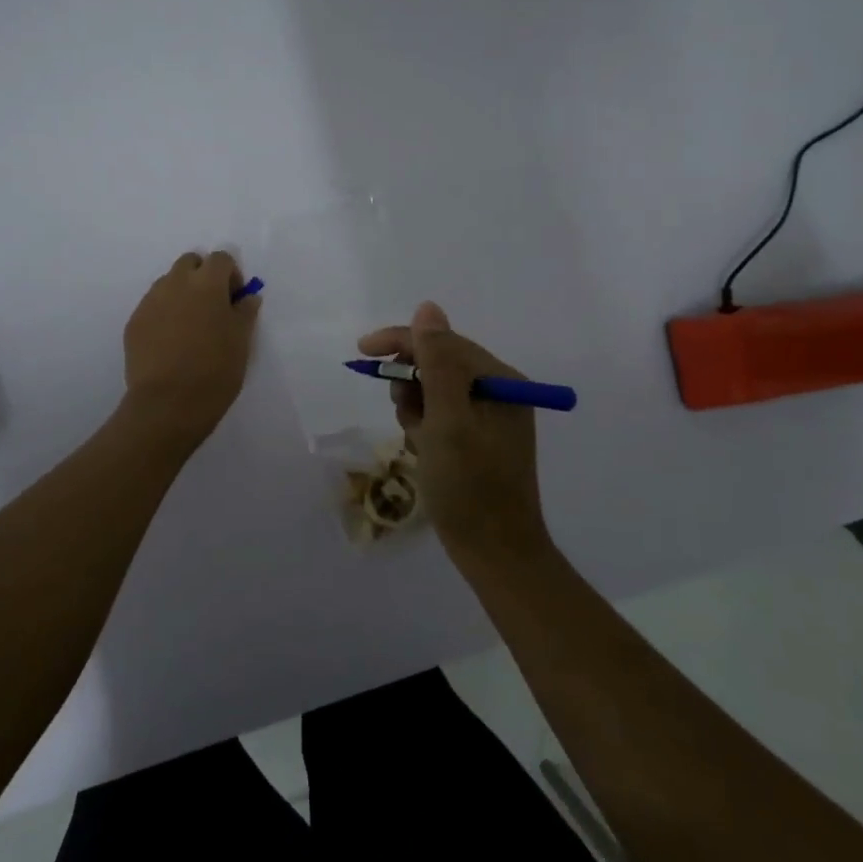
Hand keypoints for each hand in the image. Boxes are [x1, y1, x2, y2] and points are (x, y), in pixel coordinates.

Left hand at [121, 250, 260, 450]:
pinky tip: (171, 343)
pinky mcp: (134, 322)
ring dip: (182, 293)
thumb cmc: (214, 371)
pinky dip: (164, 314)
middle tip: (212, 307)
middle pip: (190, 263)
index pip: (221, 259)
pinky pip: (153, 306)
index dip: (231, 275)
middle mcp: (175, 283)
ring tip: (190, 327)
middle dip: (203, 276)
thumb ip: (245, 312)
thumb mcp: (241, 341)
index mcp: (206, 283)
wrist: (167, 404)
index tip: (235, 300)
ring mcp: (150, 301)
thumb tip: (247, 297)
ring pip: (168, 283)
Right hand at [358, 302, 549, 564]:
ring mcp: (489, 416)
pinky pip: (441, 414)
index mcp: (500, 381)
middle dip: (412, 382)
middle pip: (439, 363)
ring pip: (435, 389)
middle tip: (403, 414)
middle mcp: (499, 392)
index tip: (362, 352)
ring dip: (416, 406)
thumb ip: (437, 362)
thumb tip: (427, 308)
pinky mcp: (478, 439)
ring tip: (418, 439)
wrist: (494, 553)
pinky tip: (425, 450)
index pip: (443, 342)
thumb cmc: (469, 487)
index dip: (402, 342)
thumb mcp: (448, 421)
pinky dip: (425, 425)